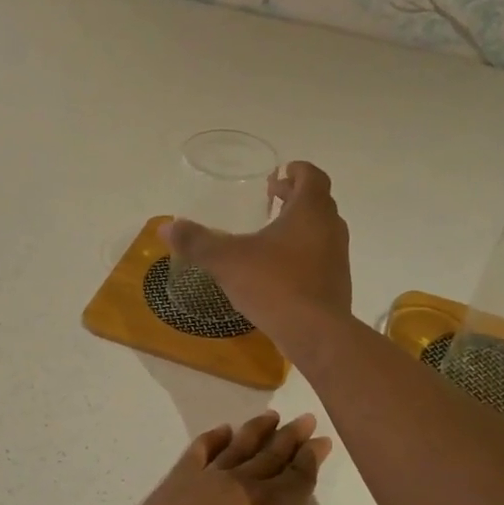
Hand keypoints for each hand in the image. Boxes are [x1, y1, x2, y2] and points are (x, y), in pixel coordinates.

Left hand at [102, 412, 357, 504]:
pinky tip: (220, 432)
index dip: (313, 457)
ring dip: (255, 431)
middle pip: (269, 454)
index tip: (323, 440)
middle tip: (305, 418)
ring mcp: (199, 483)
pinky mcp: (168, 490)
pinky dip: (211, 439)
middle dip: (290, 436)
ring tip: (270, 416)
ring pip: (235, 448)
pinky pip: (196, 453)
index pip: (298, 475)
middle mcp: (237, 486)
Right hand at [159, 161, 350, 348]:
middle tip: (272, 198)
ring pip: (322, 230)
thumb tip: (165, 227)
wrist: (316, 333)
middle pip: (318, 201)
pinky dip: (304, 252)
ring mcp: (338, 257)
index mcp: (310, 211)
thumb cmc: (274, 285)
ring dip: (301, 225)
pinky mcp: (337, 283)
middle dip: (295, 196)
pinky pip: (321, 256)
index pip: (312, 177)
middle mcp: (330, 228)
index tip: (282, 172)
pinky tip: (280, 268)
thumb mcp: (227, 261)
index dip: (298, 170)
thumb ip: (197, 242)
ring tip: (274, 233)